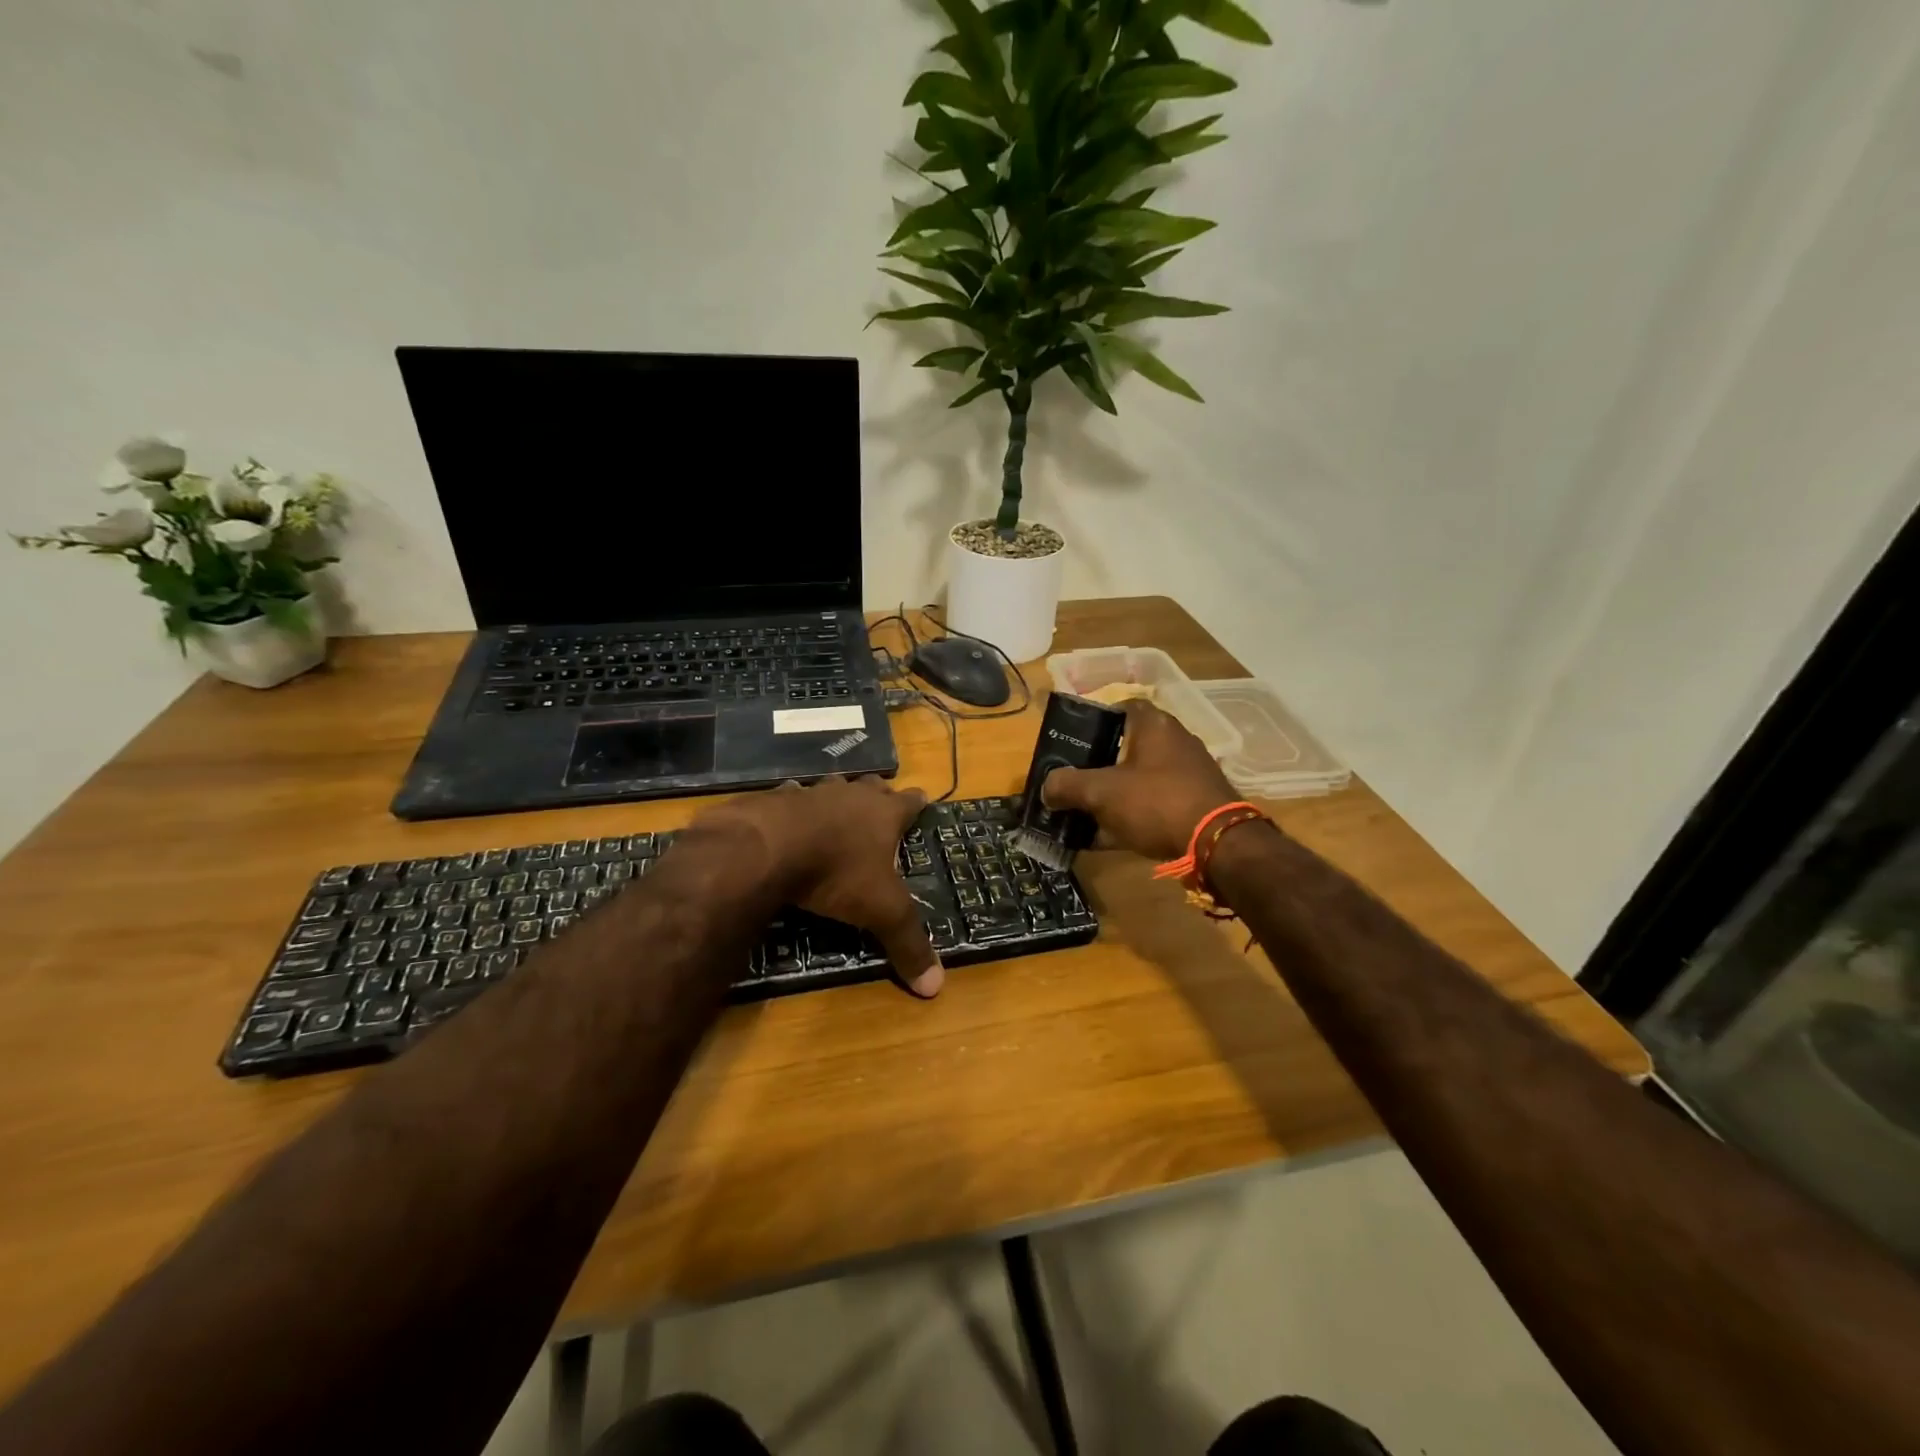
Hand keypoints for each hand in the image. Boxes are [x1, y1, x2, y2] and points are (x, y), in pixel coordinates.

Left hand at [696, 776, 942, 997]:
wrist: (768, 848)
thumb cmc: (837, 873)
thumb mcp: (881, 912)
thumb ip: (908, 944)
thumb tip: (936, 987)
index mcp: (883, 814)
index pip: (910, 802)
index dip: (917, 803)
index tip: (922, 799)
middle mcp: (851, 796)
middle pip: (871, 786)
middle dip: (878, 793)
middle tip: (880, 802)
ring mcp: (811, 794)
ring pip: (831, 787)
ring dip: (836, 797)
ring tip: (835, 810)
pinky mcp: (775, 801)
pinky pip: (789, 798)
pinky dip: (792, 808)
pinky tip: (787, 820)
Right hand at [1041, 699, 1240, 861]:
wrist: (1217, 844)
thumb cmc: (1156, 802)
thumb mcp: (1102, 792)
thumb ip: (1067, 785)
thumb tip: (1046, 788)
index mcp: (1154, 725)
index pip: (1121, 707)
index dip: (1094, 720)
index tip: (1072, 740)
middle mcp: (1174, 743)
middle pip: (1126, 747)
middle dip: (1096, 766)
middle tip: (1070, 781)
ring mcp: (1186, 776)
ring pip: (1136, 780)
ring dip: (1110, 796)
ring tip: (1081, 814)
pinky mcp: (1193, 806)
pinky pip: (1151, 806)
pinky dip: (1128, 818)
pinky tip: (1104, 838)